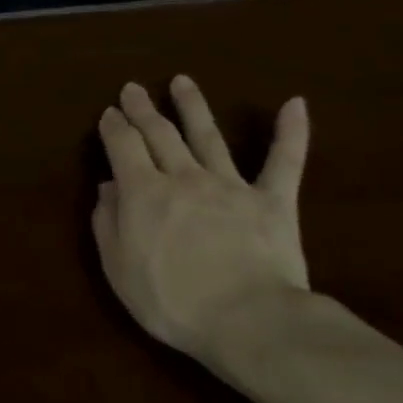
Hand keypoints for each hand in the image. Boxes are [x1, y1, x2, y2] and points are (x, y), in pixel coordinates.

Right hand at [92, 76, 309, 365]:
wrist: (247, 321)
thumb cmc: (170, 301)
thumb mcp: (118, 267)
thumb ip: (107, 223)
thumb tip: (107, 187)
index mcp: (143, 193)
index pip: (123, 147)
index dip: (113, 128)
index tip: (109, 114)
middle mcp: (183, 178)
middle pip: (159, 134)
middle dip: (143, 109)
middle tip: (133, 89)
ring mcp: (230, 186)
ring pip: (208, 136)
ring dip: (193, 106)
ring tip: (182, 81)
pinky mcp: (273, 201)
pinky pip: (284, 161)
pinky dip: (291, 132)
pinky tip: (295, 104)